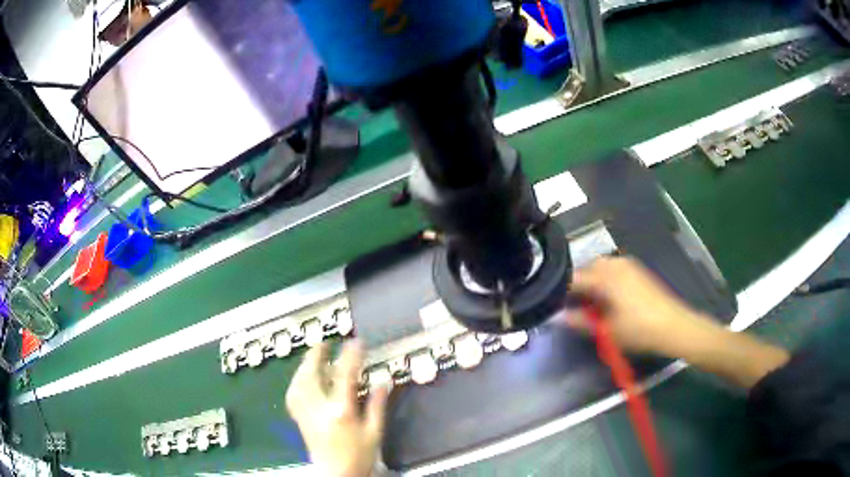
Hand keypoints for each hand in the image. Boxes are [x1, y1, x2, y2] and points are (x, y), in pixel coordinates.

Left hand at [286, 341, 388, 476]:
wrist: (337, 474)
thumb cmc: (358, 455)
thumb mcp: (374, 433)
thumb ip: (377, 406)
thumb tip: (383, 382)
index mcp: (340, 411)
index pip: (344, 376)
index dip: (351, 356)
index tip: (356, 342)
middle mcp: (319, 409)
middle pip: (311, 375)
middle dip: (317, 355)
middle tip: (325, 343)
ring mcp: (306, 413)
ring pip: (298, 383)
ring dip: (304, 366)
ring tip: (312, 357)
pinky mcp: (300, 419)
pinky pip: (292, 395)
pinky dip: (296, 382)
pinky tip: (301, 378)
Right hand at [559, 256, 709, 356]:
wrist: (673, 325)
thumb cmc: (639, 330)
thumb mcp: (607, 331)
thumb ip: (581, 322)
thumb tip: (559, 317)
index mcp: (605, 277)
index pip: (574, 278)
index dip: (560, 291)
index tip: (552, 304)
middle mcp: (615, 264)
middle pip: (586, 268)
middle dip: (577, 285)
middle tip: (572, 306)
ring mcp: (628, 265)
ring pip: (600, 267)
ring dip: (591, 281)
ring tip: (589, 303)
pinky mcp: (637, 270)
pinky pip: (612, 268)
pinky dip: (604, 279)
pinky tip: (607, 297)